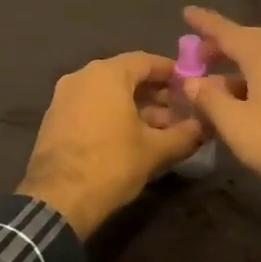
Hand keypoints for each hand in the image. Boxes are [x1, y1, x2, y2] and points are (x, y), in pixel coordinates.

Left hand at [17, 52, 205, 236]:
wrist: (57, 200)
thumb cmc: (111, 164)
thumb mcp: (155, 150)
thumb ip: (185, 134)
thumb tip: (205, 127)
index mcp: (106, 74)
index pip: (147, 61)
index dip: (172, 72)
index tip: (191, 86)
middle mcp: (82, 76)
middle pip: (127, 76)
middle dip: (156, 93)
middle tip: (181, 112)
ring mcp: (64, 97)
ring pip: (109, 93)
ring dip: (136, 107)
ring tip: (161, 130)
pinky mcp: (55, 119)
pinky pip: (92, 107)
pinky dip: (113, 115)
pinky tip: (132, 138)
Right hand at [180, 7, 260, 204]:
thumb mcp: (234, 122)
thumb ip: (210, 98)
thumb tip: (192, 81)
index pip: (228, 33)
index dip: (206, 23)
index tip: (186, 12)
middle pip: (247, 41)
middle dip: (221, 43)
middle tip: (197, 52)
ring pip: (257, 61)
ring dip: (232, 64)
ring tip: (208, 81)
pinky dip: (245, 81)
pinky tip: (233, 102)